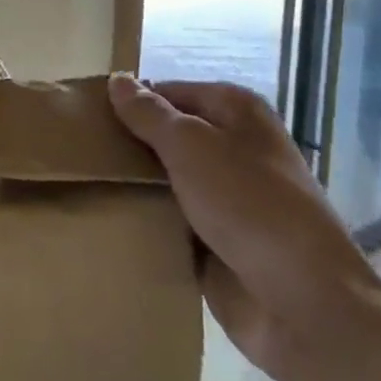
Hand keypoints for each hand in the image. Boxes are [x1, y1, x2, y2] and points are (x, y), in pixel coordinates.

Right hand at [108, 75, 380, 377]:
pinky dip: (149, 220)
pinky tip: (110, 219)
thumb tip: (117, 79)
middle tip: (78, 151)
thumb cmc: (247, 203)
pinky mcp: (218, 239)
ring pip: (167, 179)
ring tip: (82, 183)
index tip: (86, 117)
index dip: (130, 102)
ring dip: (136, 185)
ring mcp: (227, 196)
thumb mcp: (190, 145)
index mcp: (236, 112)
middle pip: (168, 136)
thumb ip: (149, 113)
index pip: (168, 92)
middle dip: (129, 144)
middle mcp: (234, 147)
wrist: (301, 301)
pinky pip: (172, 220)